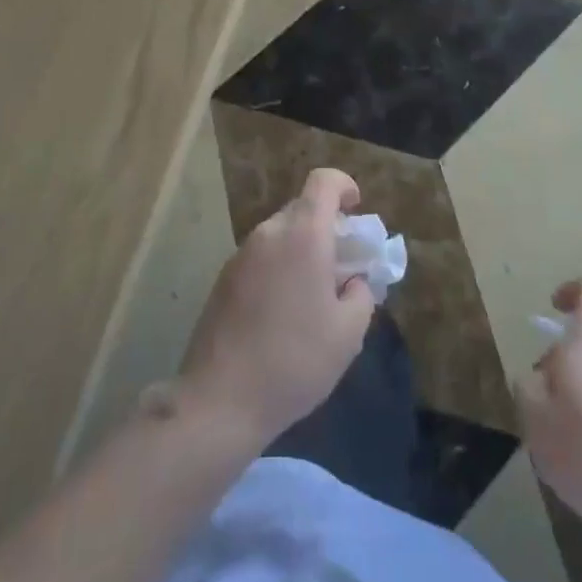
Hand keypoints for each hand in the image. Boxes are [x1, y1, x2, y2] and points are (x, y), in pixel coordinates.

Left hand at [176, 169, 375, 450]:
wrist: (220, 399)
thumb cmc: (295, 361)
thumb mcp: (348, 333)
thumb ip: (361, 294)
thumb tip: (353, 280)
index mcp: (303, 235)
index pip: (323, 182)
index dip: (344, 185)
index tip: (357, 210)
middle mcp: (269, 234)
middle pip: (302, 208)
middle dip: (327, 226)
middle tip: (343, 265)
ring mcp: (241, 255)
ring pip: (280, 234)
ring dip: (302, 248)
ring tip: (315, 294)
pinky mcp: (223, 279)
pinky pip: (261, 257)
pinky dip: (280, 267)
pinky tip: (284, 312)